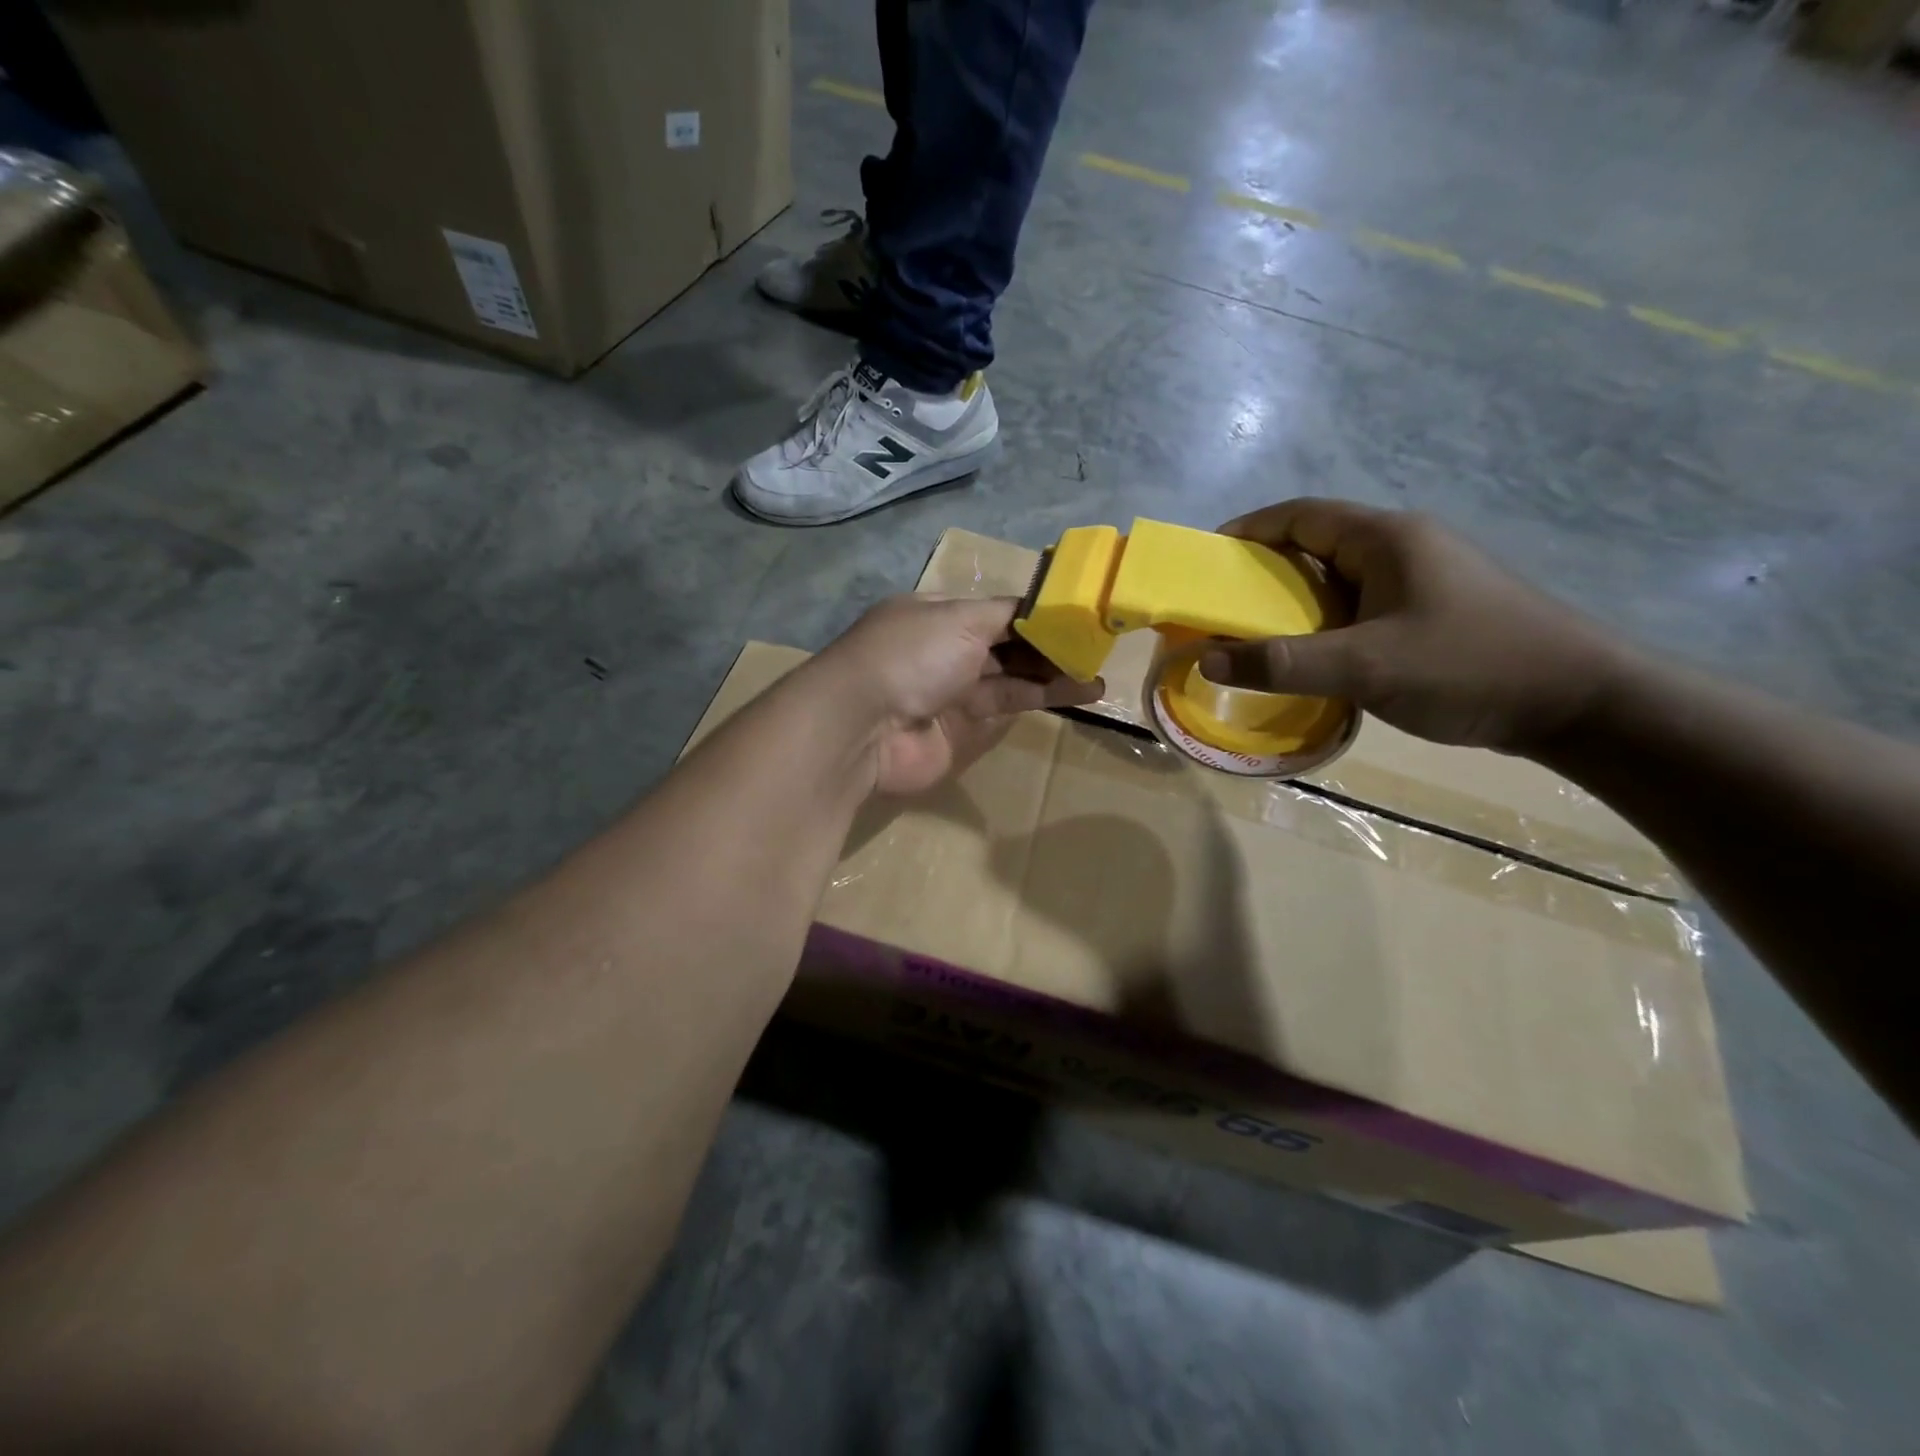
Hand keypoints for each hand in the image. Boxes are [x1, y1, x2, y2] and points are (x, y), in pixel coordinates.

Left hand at [814, 595, 1102, 795]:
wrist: (863, 727)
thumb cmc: (911, 656)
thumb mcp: (960, 618)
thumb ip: (1007, 614)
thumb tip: (1042, 605)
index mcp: (938, 616)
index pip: (997, 611)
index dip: (1036, 614)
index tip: (1077, 617)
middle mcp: (945, 652)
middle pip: (1007, 646)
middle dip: (1049, 647)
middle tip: (1097, 648)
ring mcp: (952, 694)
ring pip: (1011, 680)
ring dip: (1053, 676)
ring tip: (1097, 677)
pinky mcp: (960, 732)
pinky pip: (1004, 711)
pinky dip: (1039, 701)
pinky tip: (1075, 694)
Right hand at [1210, 499, 1628, 751]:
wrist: (1580, 703)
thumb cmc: (1468, 667)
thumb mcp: (1365, 667)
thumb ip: (1282, 663)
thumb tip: (1205, 659)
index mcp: (1386, 538)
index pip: (1300, 515)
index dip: (1248, 531)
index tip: (1207, 561)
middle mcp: (1403, 547)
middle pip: (1316, 545)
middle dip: (1264, 573)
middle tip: (1223, 608)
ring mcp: (1423, 579)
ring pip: (1339, 580)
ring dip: (1295, 603)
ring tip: (1257, 637)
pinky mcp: (1434, 611)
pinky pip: (1361, 606)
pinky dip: (1325, 624)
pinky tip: (1315, 658)